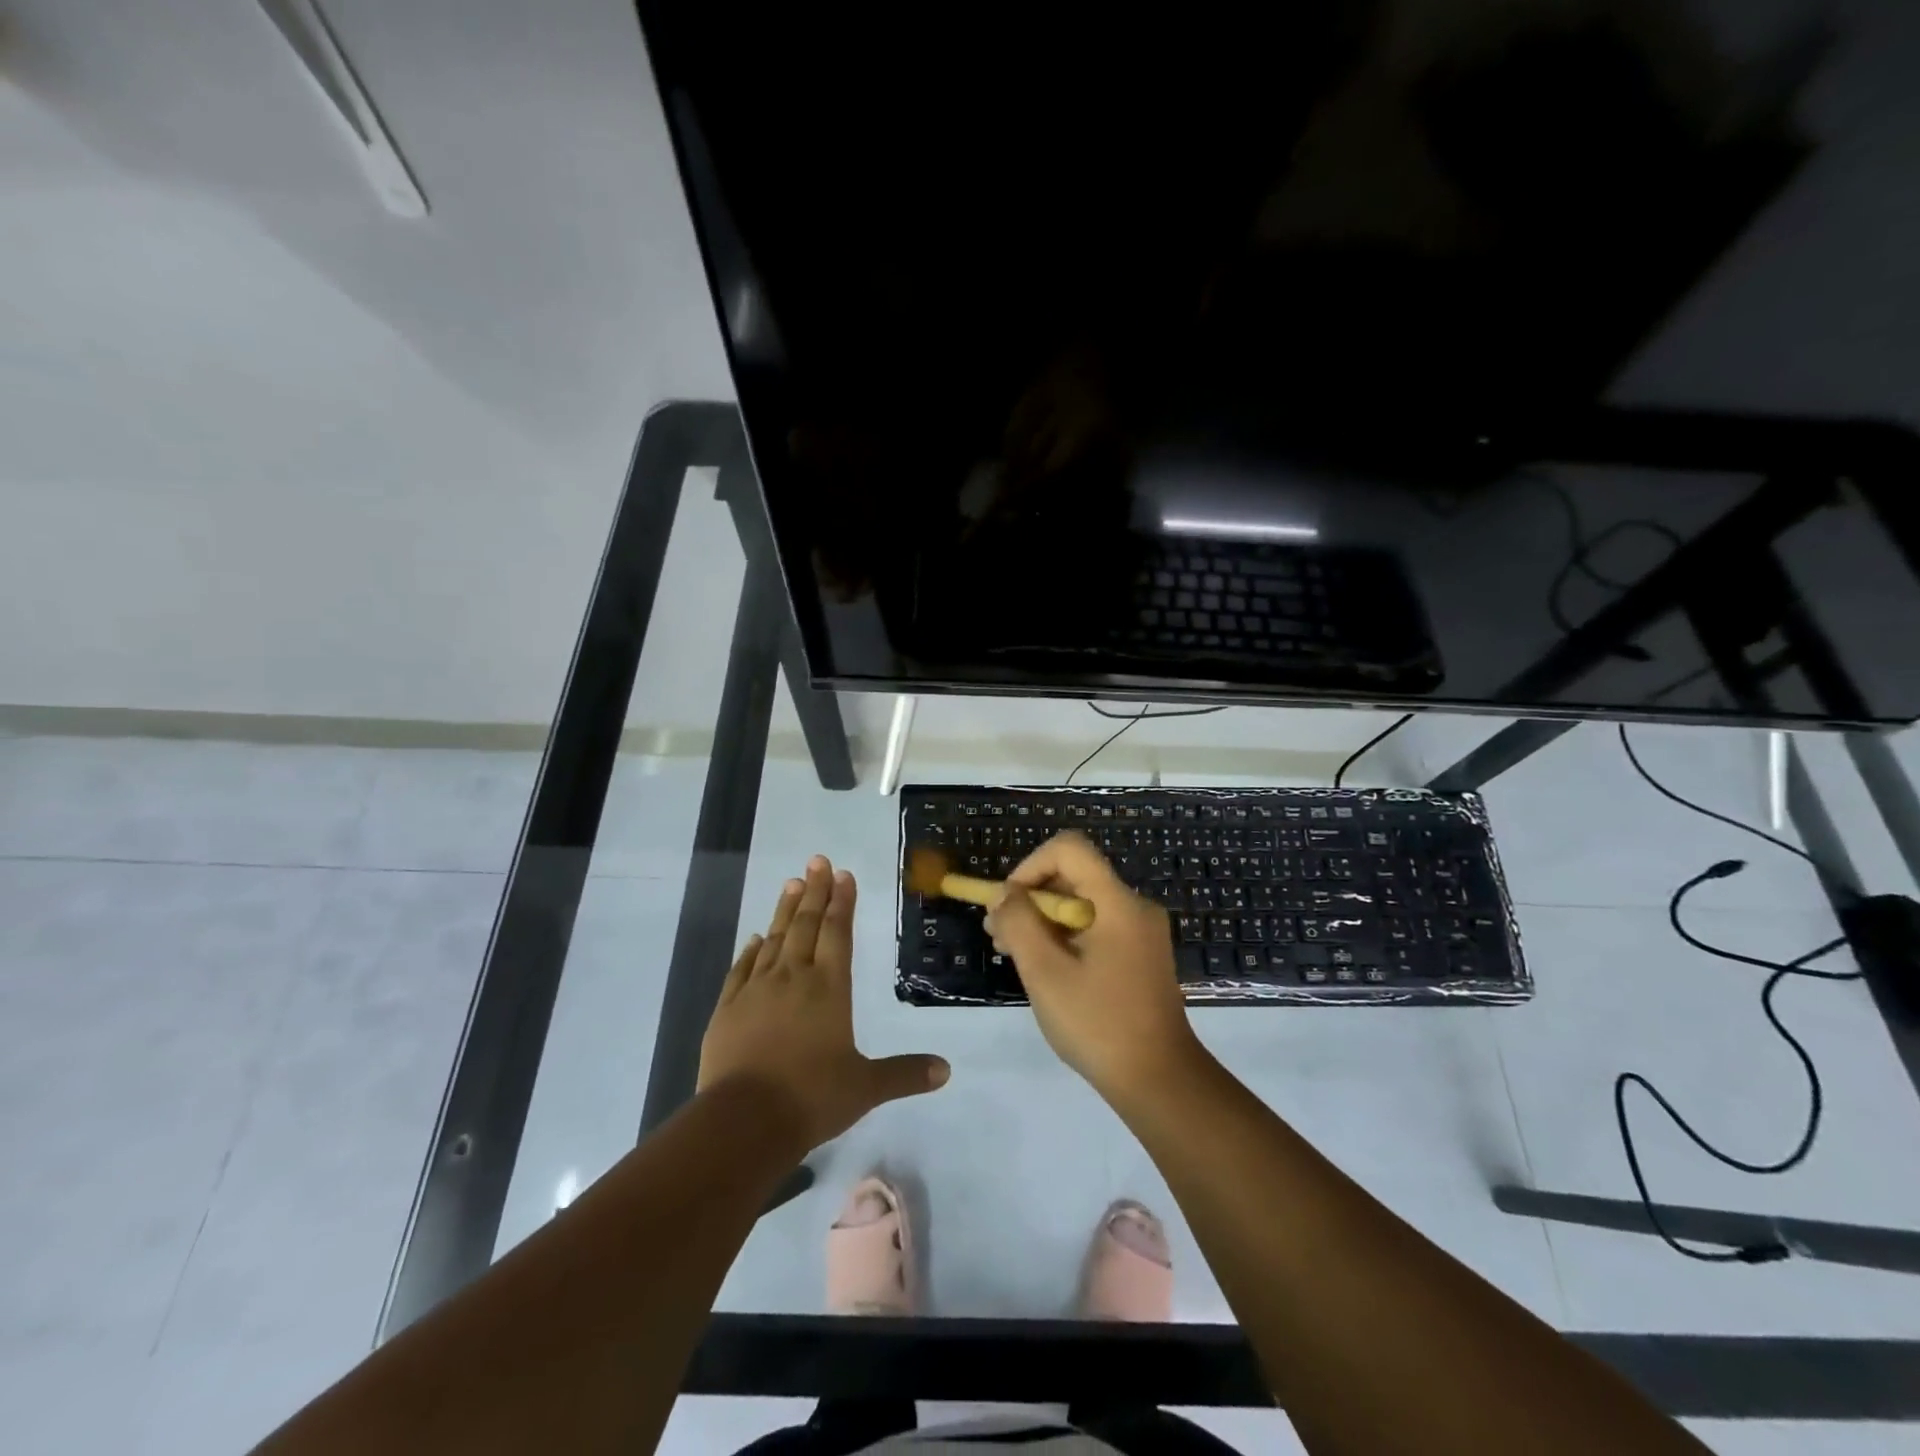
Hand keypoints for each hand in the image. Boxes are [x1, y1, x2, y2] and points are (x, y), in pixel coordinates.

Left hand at [699, 855, 949, 1151]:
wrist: (743, 1120)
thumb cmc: (811, 1098)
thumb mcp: (865, 1088)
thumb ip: (905, 1074)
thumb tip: (946, 1070)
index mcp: (829, 989)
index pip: (837, 934)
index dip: (841, 903)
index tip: (842, 875)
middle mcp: (793, 979)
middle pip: (805, 925)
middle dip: (814, 891)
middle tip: (817, 860)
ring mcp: (756, 991)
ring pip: (774, 939)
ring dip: (784, 910)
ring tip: (791, 883)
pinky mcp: (727, 1009)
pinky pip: (741, 969)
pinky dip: (751, 949)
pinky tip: (756, 938)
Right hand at [985, 831, 1207, 1101]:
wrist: (1159, 1081)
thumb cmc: (1098, 1024)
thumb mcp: (1045, 973)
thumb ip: (1019, 924)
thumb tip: (1003, 894)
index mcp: (1118, 903)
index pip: (1069, 849)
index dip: (1030, 866)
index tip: (1008, 903)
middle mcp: (1134, 907)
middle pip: (1074, 876)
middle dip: (1030, 897)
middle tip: (999, 935)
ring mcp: (1140, 932)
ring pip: (1081, 903)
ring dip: (1043, 919)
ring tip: (1011, 952)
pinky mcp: (1139, 954)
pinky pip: (1095, 926)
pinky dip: (1064, 936)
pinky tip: (1043, 967)